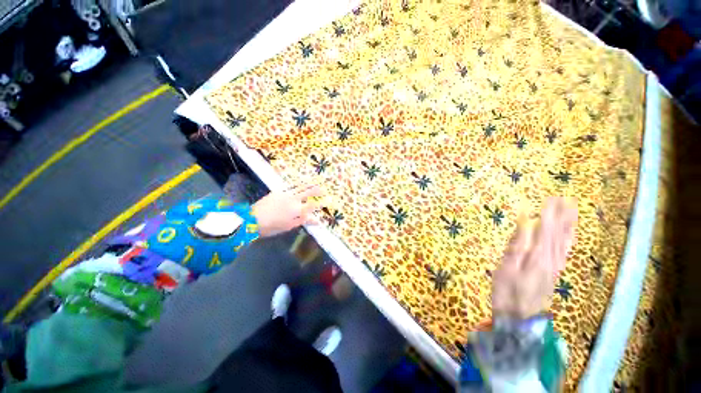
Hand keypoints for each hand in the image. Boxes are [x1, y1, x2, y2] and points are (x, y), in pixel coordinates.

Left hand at [251, 183, 321, 237]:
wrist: (253, 218)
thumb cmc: (271, 226)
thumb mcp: (288, 226)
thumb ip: (302, 220)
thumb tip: (316, 220)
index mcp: (297, 209)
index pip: (312, 206)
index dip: (321, 204)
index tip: (328, 201)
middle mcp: (293, 199)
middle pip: (308, 192)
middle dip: (317, 191)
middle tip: (324, 190)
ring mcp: (285, 193)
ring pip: (300, 186)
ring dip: (309, 184)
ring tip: (316, 183)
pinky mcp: (277, 191)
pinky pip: (291, 185)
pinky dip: (298, 184)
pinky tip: (300, 184)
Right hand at [492, 197, 577, 318]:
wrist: (519, 323)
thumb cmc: (507, 296)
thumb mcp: (505, 270)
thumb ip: (517, 243)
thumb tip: (525, 219)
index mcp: (538, 254)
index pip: (547, 226)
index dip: (550, 211)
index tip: (551, 197)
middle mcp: (551, 257)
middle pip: (559, 231)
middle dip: (562, 214)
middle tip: (564, 197)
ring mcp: (555, 266)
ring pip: (565, 240)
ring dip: (569, 224)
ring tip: (572, 209)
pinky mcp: (555, 274)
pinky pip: (565, 252)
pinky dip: (569, 240)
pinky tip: (571, 234)